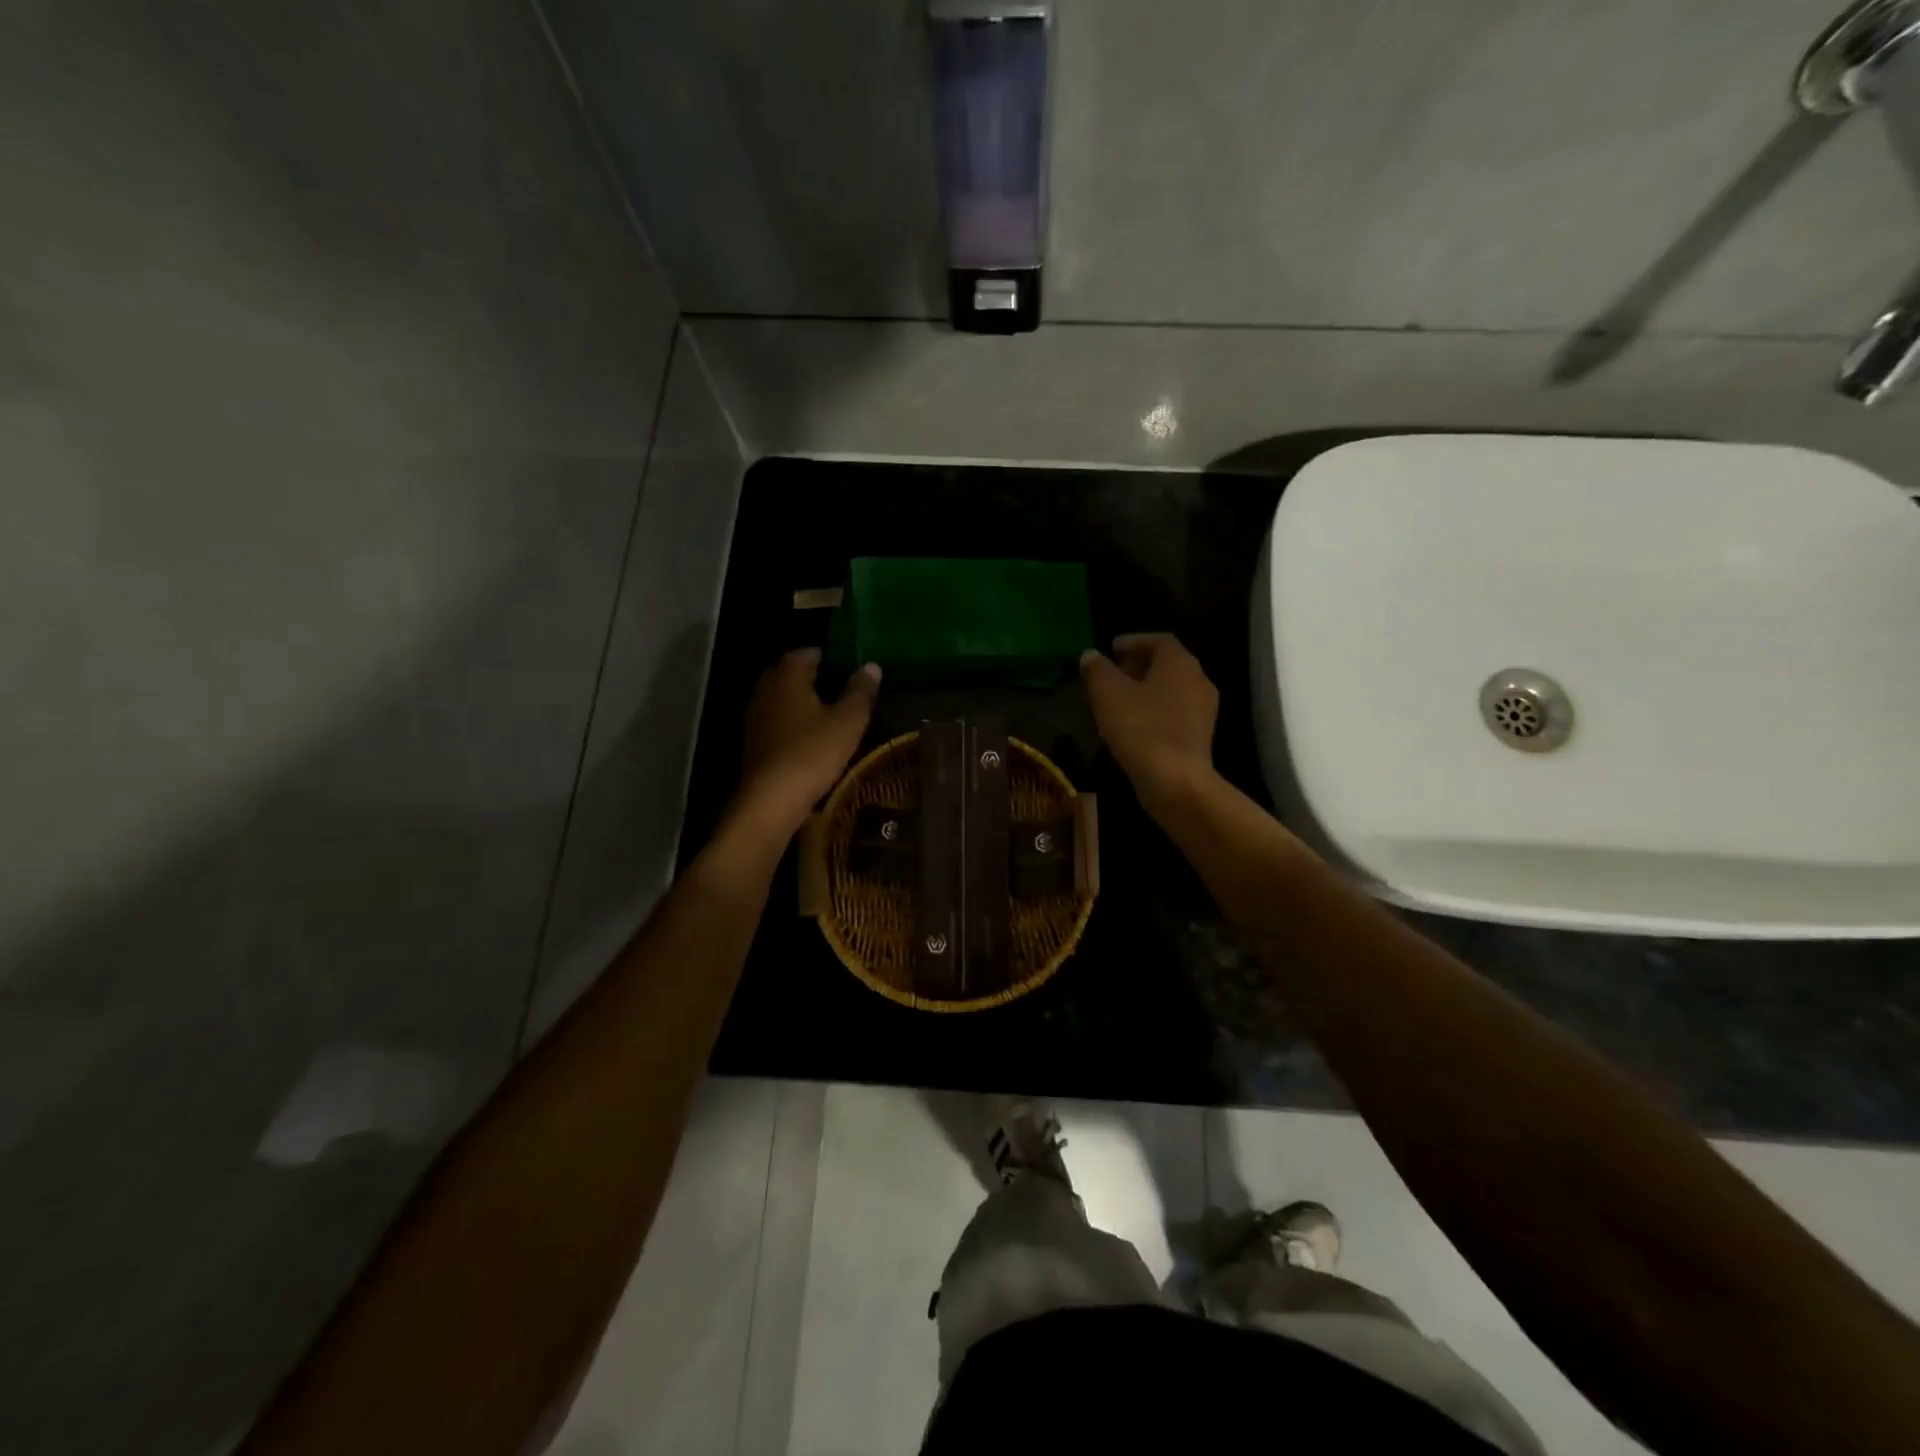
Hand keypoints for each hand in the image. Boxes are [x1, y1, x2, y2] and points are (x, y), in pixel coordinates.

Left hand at [733, 648, 880, 837]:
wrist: (772, 799)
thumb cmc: (813, 753)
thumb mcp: (848, 722)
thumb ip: (860, 692)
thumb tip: (871, 666)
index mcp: (788, 678)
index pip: (802, 654)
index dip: (822, 655)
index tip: (840, 662)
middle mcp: (765, 691)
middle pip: (785, 674)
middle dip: (805, 675)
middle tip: (831, 684)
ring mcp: (754, 718)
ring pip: (776, 698)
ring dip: (795, 700)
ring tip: (821, 710)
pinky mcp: (752, 743)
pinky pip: (772, 721)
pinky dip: (787, 721)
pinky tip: (804, 736)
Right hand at [1080, 633, 1218, 811]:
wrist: (1175, 781)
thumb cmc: (1141, 728)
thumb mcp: (1107, 694)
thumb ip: (1097, 669)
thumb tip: (1090, 656)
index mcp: (1179, 662)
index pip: (1158, 640)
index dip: (1133, 641)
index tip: (1111, 649)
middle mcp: (1198, 679)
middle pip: (1167, 663)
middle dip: (1139, 665)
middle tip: (1113, 673)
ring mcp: (1204, 709)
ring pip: (1172, 689)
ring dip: (1146, 689)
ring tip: (1119, 700)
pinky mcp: (1201, 735)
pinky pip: (1175, 712)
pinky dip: (1155, 710)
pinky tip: (1134, 725)